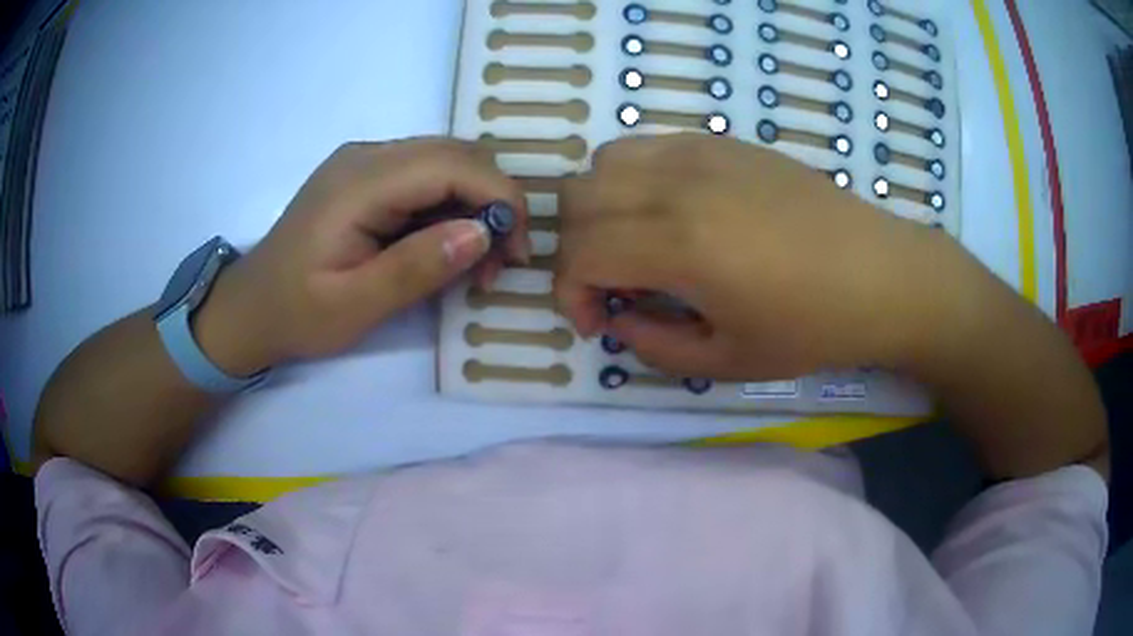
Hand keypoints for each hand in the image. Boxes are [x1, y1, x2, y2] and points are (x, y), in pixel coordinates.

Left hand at [195, 138, 528, 374]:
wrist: (250, 307)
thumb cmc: (297, 313)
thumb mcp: (355, 306)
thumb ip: (416, 267)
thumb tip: (482, 233)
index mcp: (359, 182)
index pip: (452, 165)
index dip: (500, 199)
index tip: (518, 252)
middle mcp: (366, 156)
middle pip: (456, 154)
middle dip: (494, 201)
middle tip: (501, 261)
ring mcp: (364, 161)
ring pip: (446, 161)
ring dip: (475, 204)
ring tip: (477, 261)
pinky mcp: (365, 175)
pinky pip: (425, 176)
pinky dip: (450, 205)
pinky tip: (445, 244)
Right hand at [555, 134, 958, 380]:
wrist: (880, 274)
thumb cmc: (812, 327)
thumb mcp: (727, 361)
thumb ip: (652, 345)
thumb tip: (617, 318)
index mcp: (681, 243)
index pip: (580, 252)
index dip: (570, 292)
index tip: (597, 321)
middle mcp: (679, 183)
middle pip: (577, 198)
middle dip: (575, 249)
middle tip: (612, 285)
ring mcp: (701, 152)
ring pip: (606, 161)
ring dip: (600, 207)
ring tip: (635, 243)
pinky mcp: (723, 142)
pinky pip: (649, 146)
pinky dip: (634, 179)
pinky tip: (671, 213)